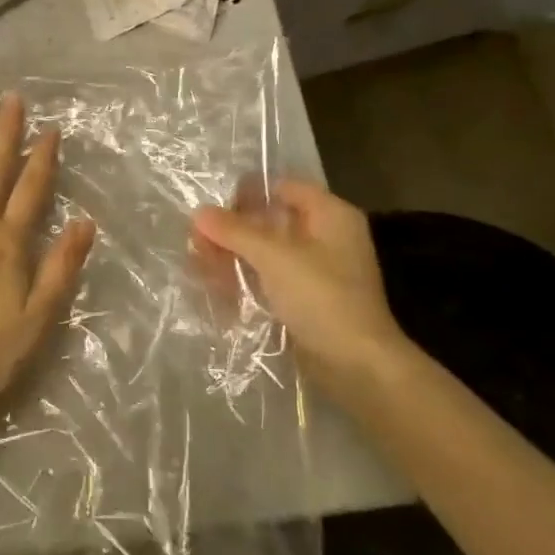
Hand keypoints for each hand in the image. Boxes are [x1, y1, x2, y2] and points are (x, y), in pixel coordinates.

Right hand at [193, 181, 404, 403]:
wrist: (358, 366)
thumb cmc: (322, 298)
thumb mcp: (274, 257)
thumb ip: (235, 231)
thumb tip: (199, 211)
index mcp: (331, 215)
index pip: (284, 188)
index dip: (248, 192)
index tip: (212, 204)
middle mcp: (327, 237)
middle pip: (272, 221)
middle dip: (234, 229)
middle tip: (197, 239)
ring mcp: (318, 271)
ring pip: (268, 252)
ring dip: (235, 256)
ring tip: (199, 263)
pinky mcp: (308, 300)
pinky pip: (271, 279)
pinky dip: (246, 279)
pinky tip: (216, 286)